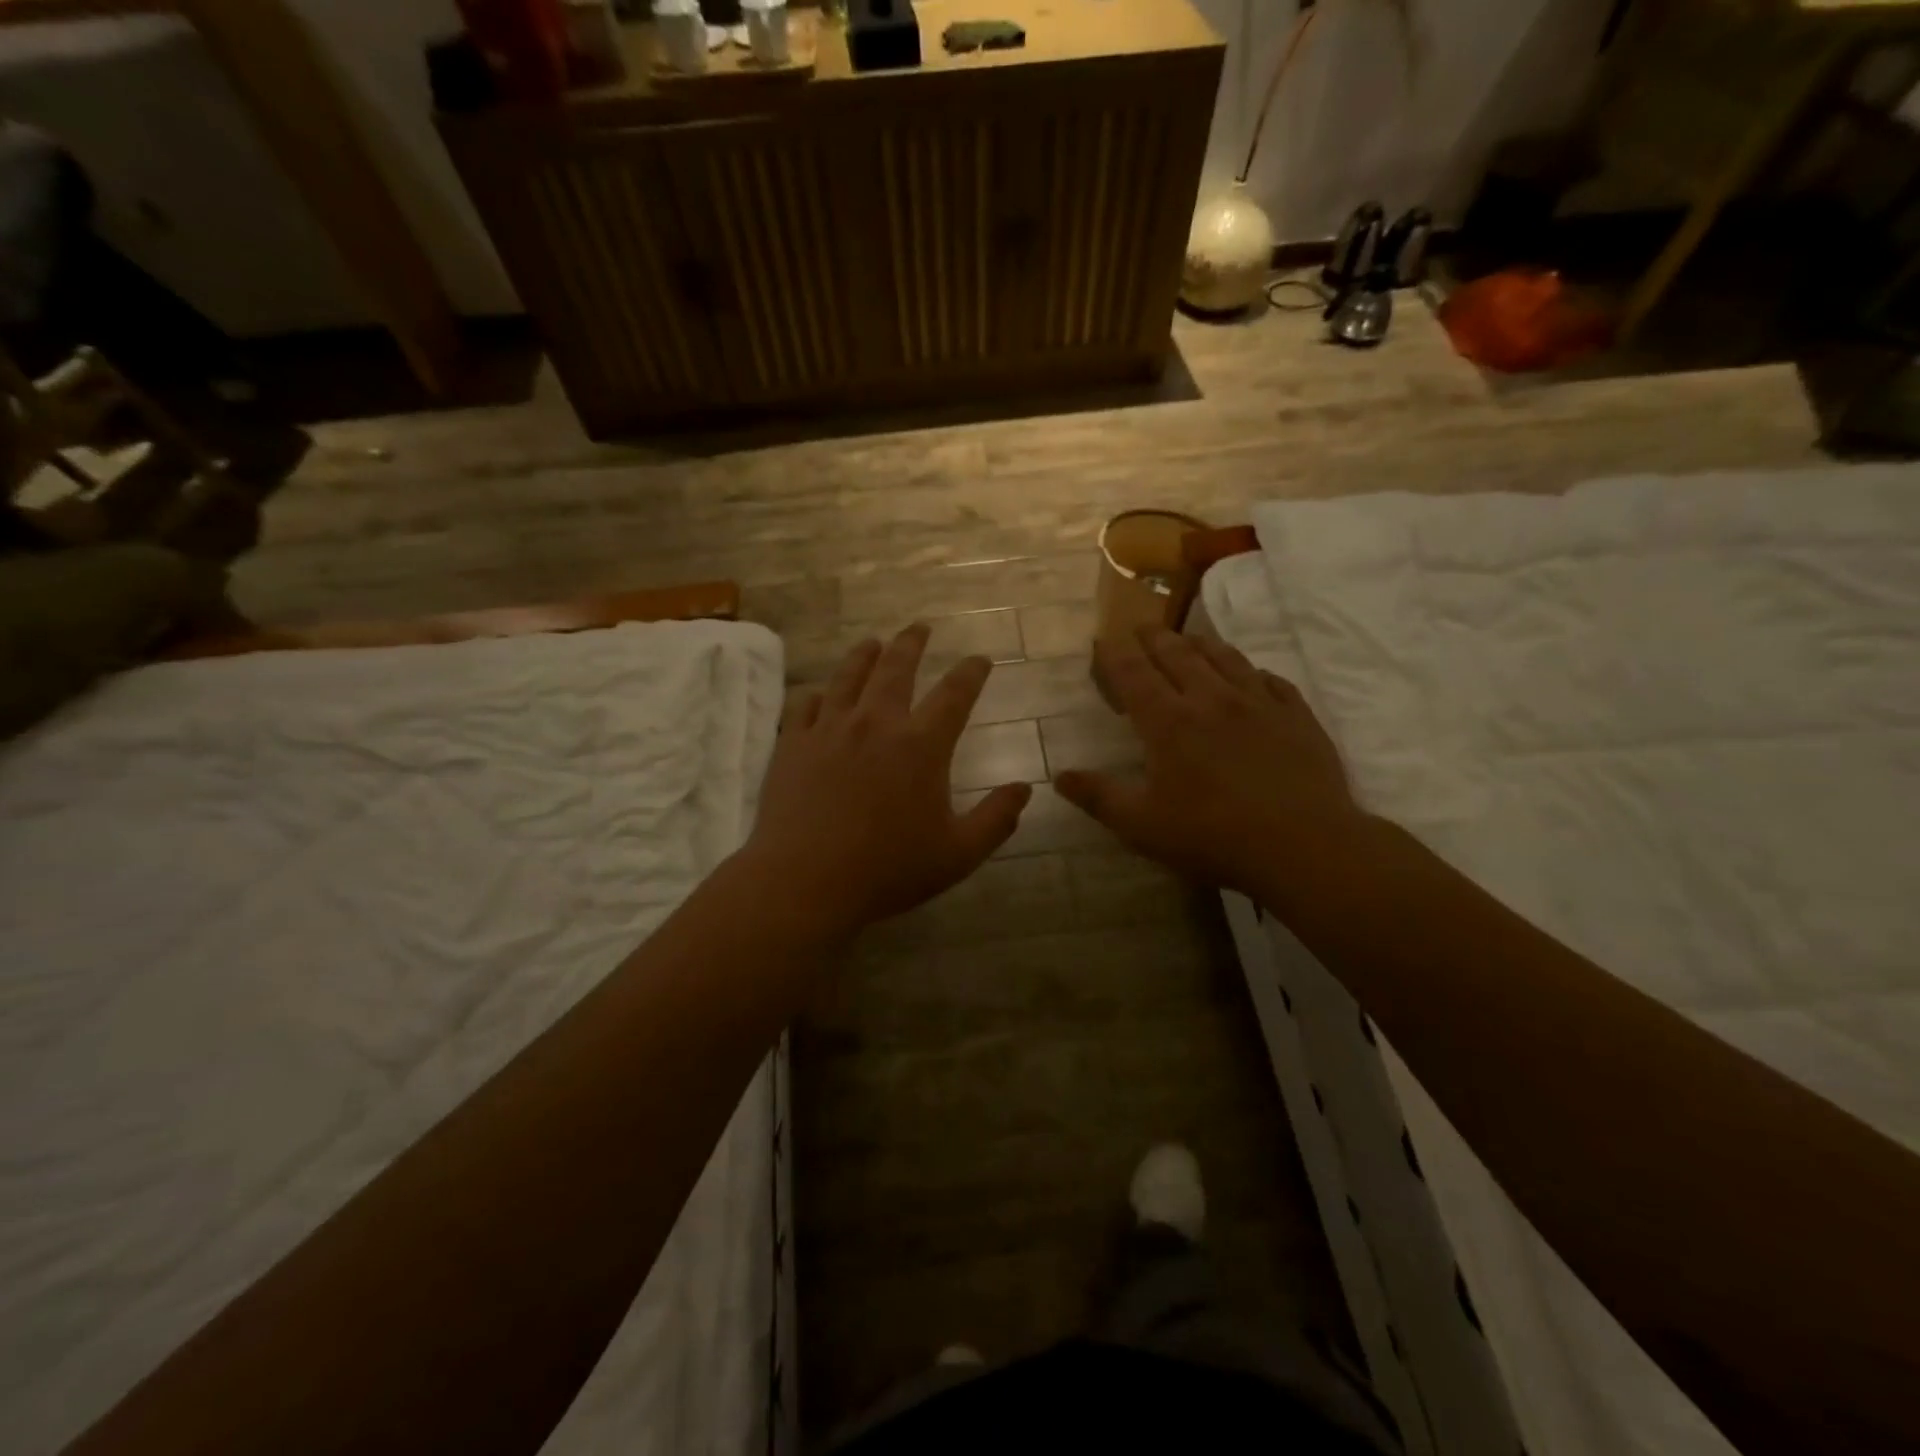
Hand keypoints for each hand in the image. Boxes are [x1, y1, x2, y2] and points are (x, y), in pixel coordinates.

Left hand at [738, 624, 1031, 942]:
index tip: (980, 660)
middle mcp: (876, 723)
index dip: (971, 672)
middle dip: (912, 643)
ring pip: (849, 676)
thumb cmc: (888, 870)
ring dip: (865, 655)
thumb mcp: (958, 854)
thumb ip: (996, 819)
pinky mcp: (793, 743)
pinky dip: (819, 695)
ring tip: (872, 643)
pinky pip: (806, 705)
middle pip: (896, 668)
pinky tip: (821, 695)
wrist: (805, 882)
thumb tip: (1024, 789)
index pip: (955, 693)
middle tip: (919, 628)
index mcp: (921, 745)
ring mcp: (830, 729)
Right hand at [1055, 629, 1371, 906]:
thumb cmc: (1213, 836)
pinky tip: (1250, 676)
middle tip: (1142, 627)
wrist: (1304, 845)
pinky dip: (1250, 671)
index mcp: (1169, 722)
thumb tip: (1059, 776)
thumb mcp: (1142, 826)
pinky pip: (1269, 679)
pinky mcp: (1296, 714)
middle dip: (1154, 637)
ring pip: (1224, 657)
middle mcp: (1211, 698)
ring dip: (1200, 643)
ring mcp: (1258, 702)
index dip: (1115, 653)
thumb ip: (1099, 797)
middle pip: (1177, 654)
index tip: (1104, 638)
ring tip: (1188, 639)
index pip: (1134, 673)